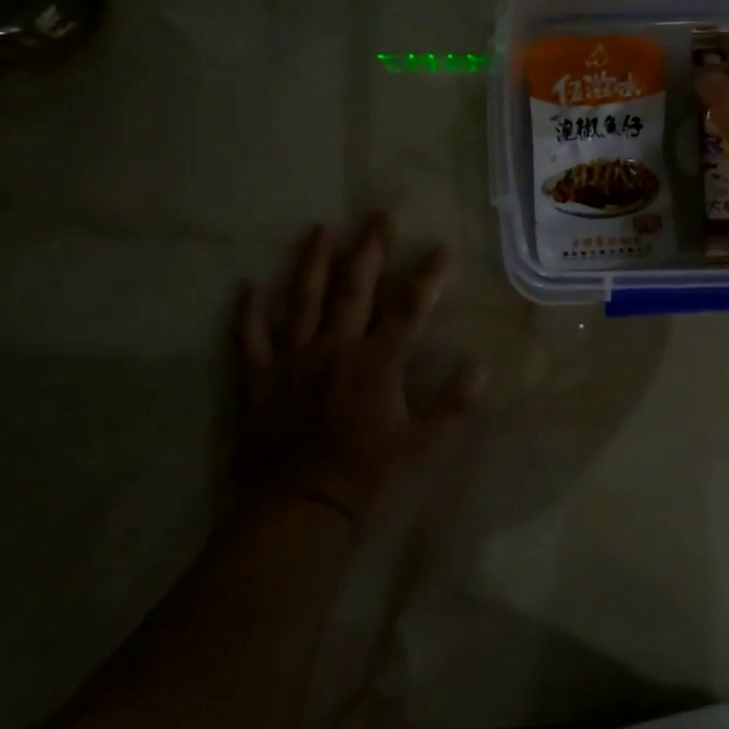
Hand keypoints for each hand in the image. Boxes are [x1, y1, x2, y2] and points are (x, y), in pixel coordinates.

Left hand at [235, 214, 482, 528]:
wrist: (300, 512)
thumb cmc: (368, 479)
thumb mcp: (426, 449)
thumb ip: (456, 407)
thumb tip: (481, 367)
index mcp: (377, 364)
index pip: (410, 308)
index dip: (429, 276)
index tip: (442, 249)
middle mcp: (335, 349)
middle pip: (354, 288)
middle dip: (369, 249)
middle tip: (377, 215)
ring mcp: (292, 361)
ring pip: (303, 300)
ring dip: (313, 262)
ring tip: (320, 229)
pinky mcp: (259, 380)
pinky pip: (250, 339)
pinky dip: (248, 312)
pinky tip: (248, 285)